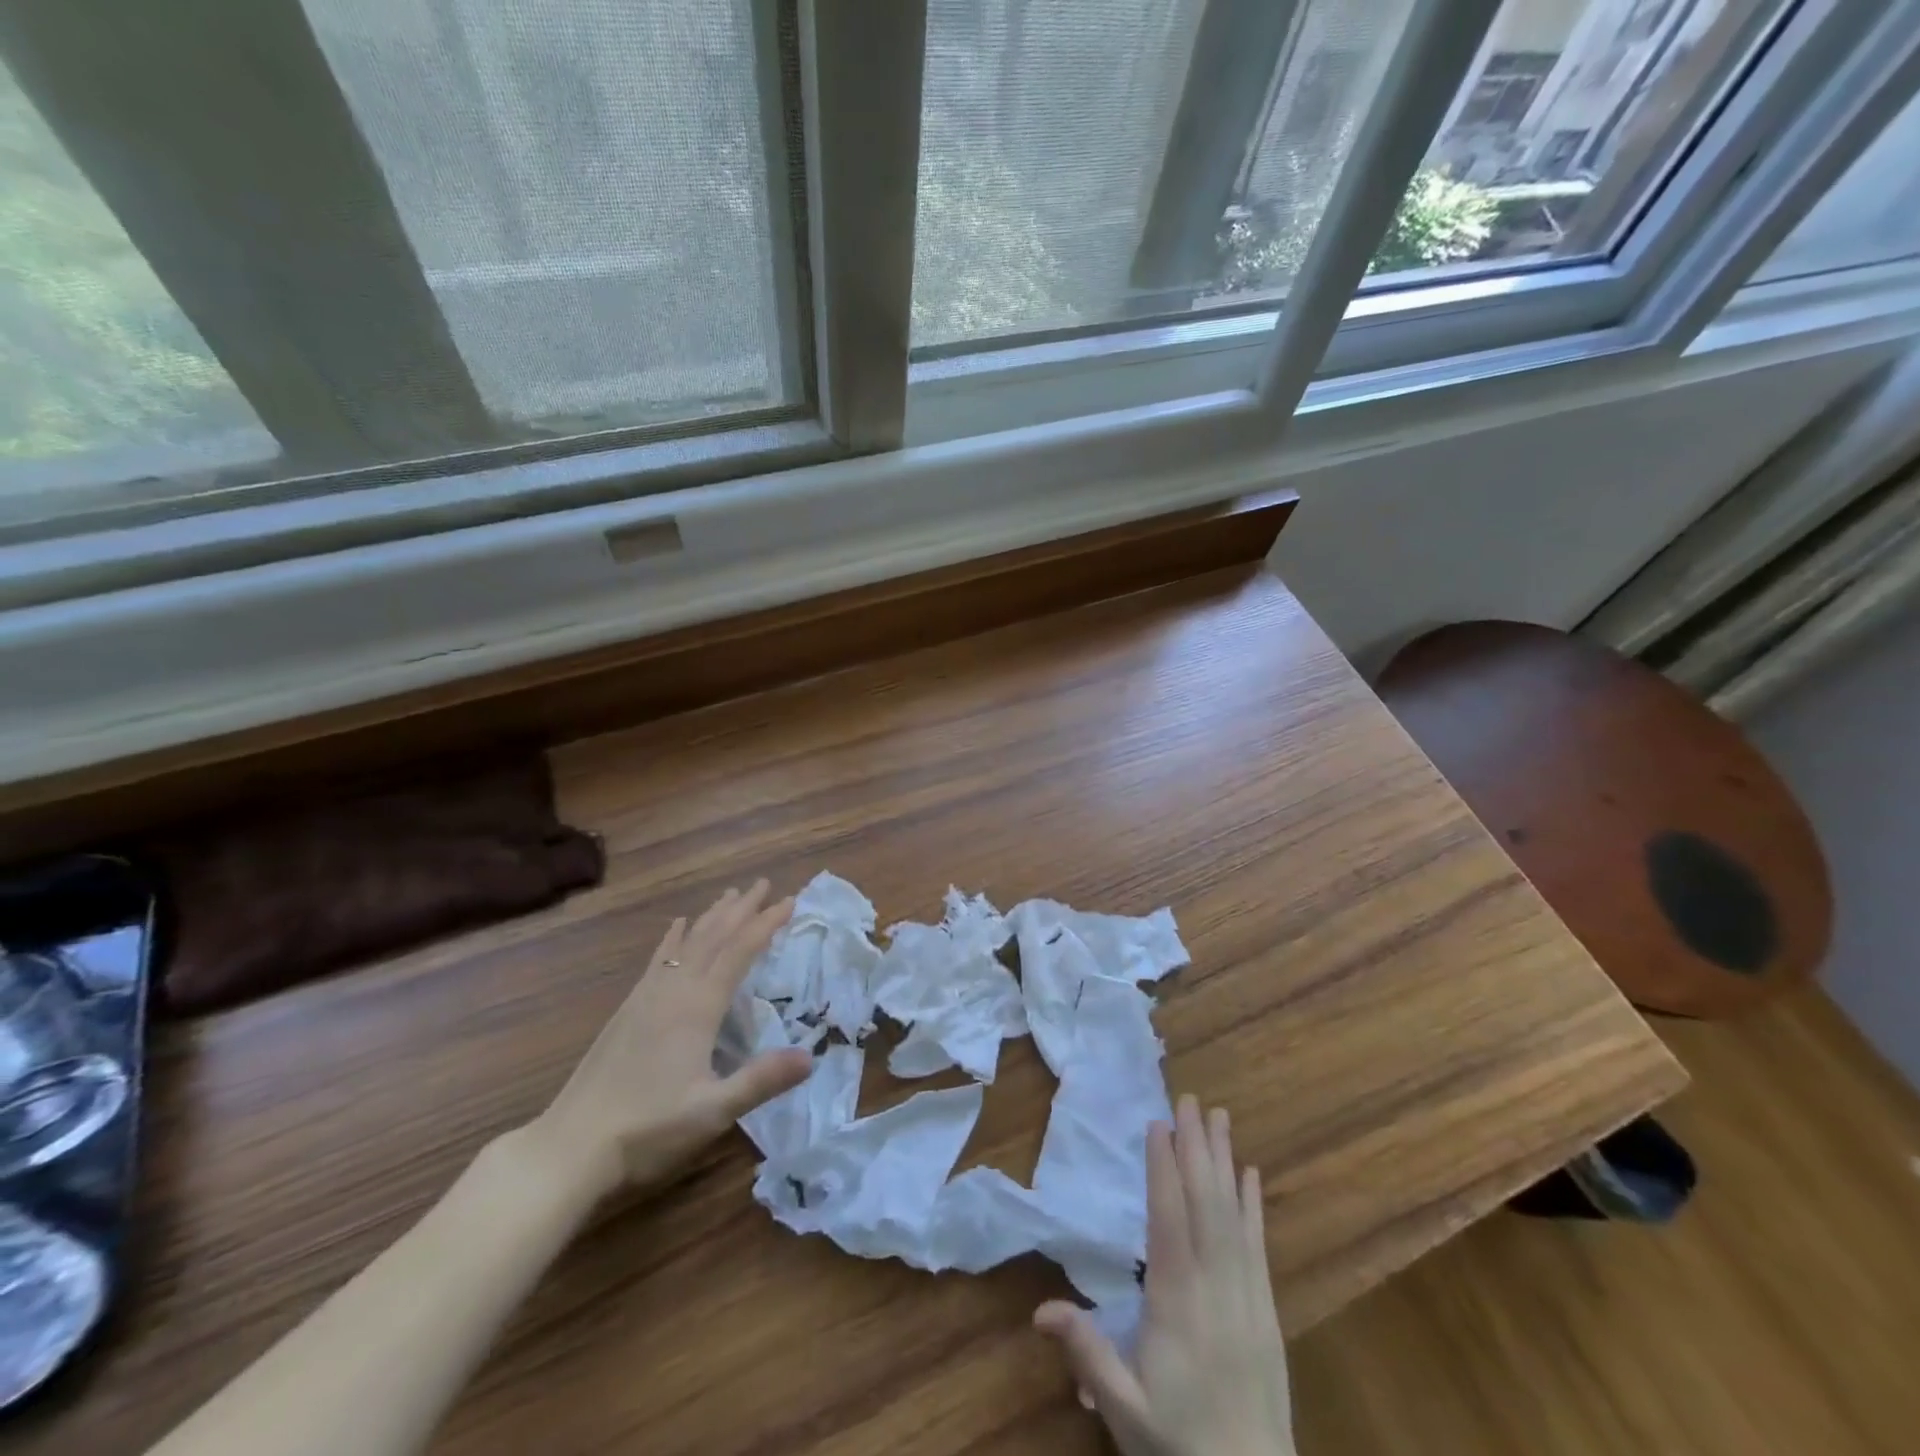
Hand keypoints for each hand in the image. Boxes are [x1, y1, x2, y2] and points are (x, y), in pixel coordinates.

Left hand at [522, 881, 812, 1204]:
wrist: (570, 1146)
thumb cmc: (647, 1128)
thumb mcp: (712, 1111)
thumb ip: (761, 1080)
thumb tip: (812, 1057)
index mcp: (698, 1007)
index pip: (740, 951)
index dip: (766, 923)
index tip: (790, 900)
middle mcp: (674, 990)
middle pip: (713, 936)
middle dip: (741, 908)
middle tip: (764, 884)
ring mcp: (647, 997)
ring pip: (687, 942)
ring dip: (712, 916)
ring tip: (730, 894)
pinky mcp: (628, 1009)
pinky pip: (659, 959)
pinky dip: (674, 938)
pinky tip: (676, 927)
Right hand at [1035, 1095, 1293, 1455]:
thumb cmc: (1180, 1445)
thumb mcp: (1125, 1407)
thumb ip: (1087, 1354)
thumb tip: (1040, 1309)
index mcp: (1177, 1300)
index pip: (1170, 1219)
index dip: (1164, 1168)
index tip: (1159, 1123)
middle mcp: (1215, 1285)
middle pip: (1205, 1202)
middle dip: (1196, 1147)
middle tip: (1189, 1099)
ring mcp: (1246, 1294)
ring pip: (1234, 1213)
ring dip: (1224, 1161)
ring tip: (1219, 1117)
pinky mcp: (1266, 1309)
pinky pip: (1259, 1244)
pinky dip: (1253, 1204)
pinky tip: (1250, 1173)